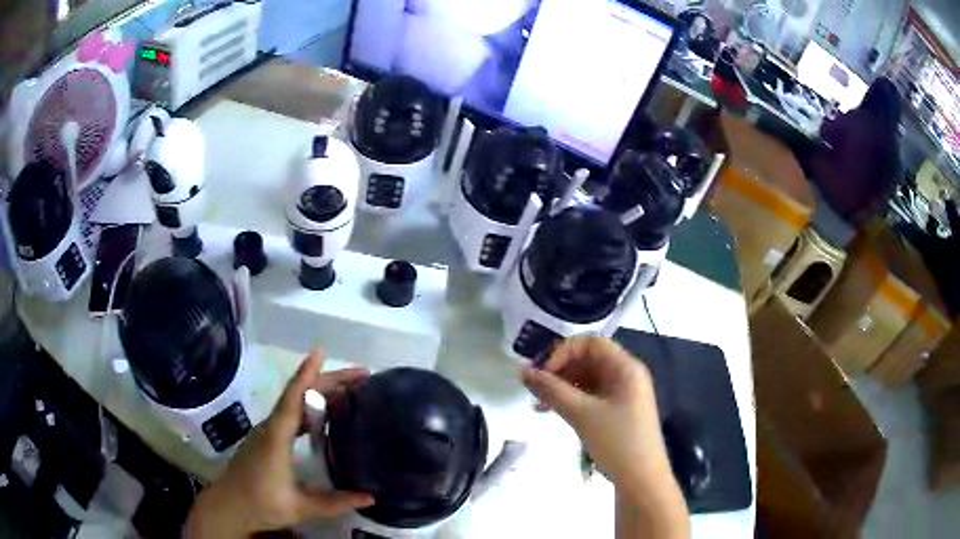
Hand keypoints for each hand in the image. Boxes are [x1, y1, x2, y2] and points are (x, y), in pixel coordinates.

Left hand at [186, 350, 374, 537]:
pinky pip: (291, 415)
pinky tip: (326, 417)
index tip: (322, 351)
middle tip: (361, 377)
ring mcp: (268, 431)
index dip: (307, 374)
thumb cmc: (260, 504)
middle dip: (328, 381)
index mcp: (276, 437)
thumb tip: (372, 498)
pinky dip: (311, 409)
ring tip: (350, 392)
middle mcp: (271, 427)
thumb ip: (335, 502)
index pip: (293, 398)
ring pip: (295, 404)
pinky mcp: (267, 439)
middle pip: (299, 395)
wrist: (229, 506)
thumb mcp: (300, 507)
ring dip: (321, 393)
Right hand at [521, 337, 668, 484]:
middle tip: (536, 391)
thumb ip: (552, 390)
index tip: (542, 373)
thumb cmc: (616, 442)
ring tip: (541, 406)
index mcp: (626, 367)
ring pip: (589, 379)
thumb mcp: (582, 414)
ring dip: (563, 387)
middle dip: (560, 370)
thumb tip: (523, 372)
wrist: (641, 480)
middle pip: (589, 360)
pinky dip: (573, 400)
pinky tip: (556, 412)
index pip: (591, 343)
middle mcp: (627, 375)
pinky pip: (593, 396)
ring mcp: (624, 394)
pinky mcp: (619, 411)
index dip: (563, 352)